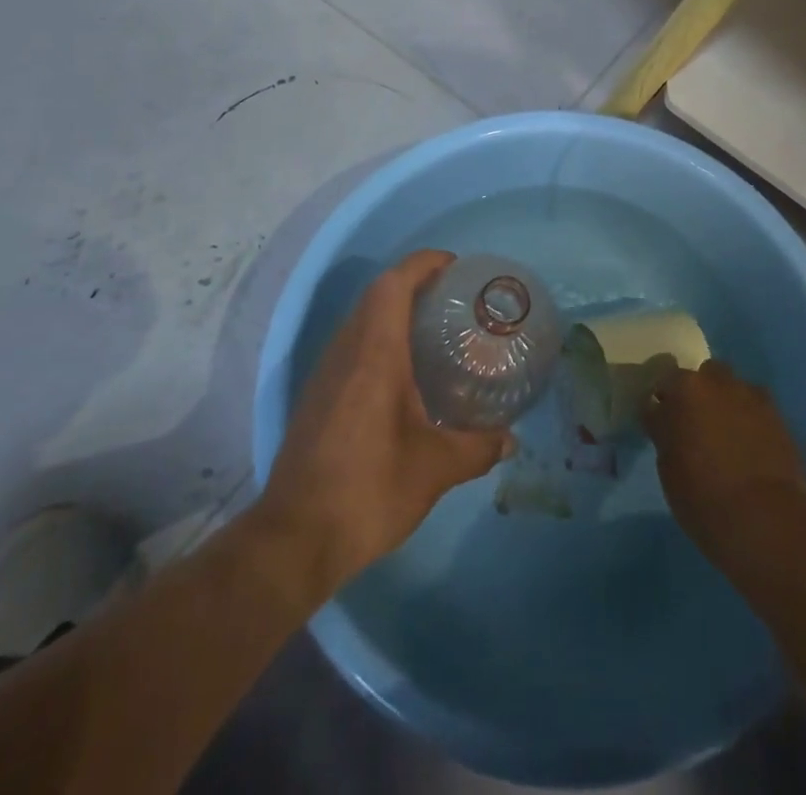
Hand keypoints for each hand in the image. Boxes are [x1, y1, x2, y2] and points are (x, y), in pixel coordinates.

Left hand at [254, 250, 510, 590]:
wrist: (294, 540)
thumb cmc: (368, 491)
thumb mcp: (435, 470)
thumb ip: (477, 448)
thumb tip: (511, 439)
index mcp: (375, 354)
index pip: (393, 285)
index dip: (423, 264)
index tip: (455, 266)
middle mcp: (346, 351)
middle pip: (377, 294)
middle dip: (414, 282)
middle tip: (454, 297)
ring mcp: (326, 373)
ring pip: (361, 318)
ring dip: (394, 309)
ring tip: (435, 328)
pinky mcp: (317, 395)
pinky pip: (351, 344)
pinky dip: (379, 337)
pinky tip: (404, 372)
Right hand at [644, 360, 805, 552]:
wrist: (765, 520)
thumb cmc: (703, 497)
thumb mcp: (668, 467)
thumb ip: (665, 432)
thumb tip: (664, 418)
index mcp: (684, 389)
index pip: (663, 384)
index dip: (662, 404)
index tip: (661, 422)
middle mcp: (717, 382)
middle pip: (702, 376)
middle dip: (697, 393)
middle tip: (694, 424)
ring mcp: (750, 395)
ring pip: (732, 387)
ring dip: (725, 401)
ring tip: (726, 433)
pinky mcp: (778, 414)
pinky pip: (755, 406)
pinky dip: (749, 417)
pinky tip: (750, 443)